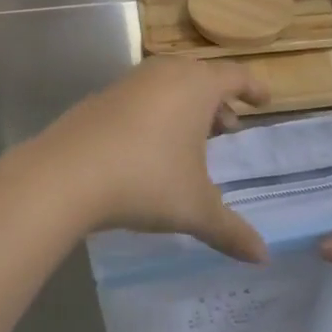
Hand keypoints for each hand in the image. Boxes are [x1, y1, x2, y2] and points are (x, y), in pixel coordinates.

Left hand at [6, 57, 270, 262]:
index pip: (235, 76)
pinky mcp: (101, 97)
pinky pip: (141, 96)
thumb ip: (231, 231)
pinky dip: (155, 112)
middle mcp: (164, 74)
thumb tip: (263, 257)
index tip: (264, 100)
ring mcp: (129, 82)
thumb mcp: (195, 209)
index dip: (253, 87)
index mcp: (196, 86)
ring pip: (168, 84)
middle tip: (228, 128)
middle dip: (218, 101)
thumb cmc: (146, 179)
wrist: (67, 173)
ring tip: (191, 141)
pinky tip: (149, 146)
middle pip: (200, 77)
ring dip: (185, 106)